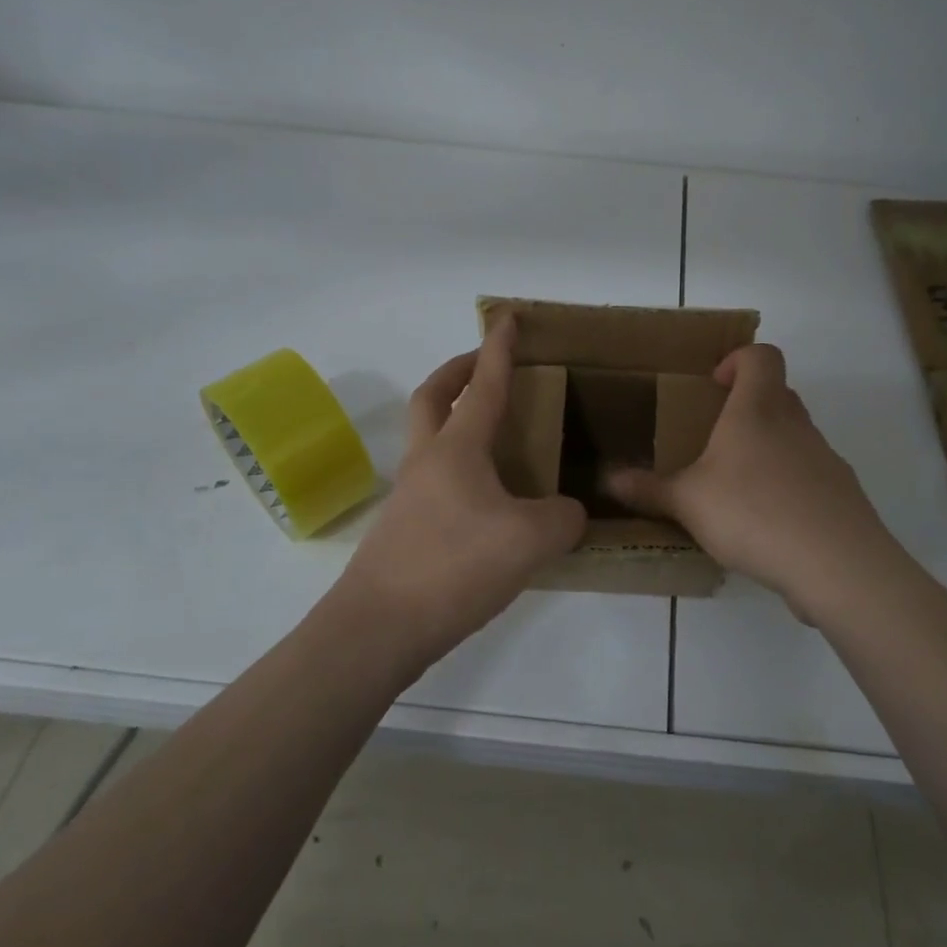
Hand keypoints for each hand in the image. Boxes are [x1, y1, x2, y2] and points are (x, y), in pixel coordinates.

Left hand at [337, 316, 586, 667]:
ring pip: (430, 439)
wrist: (378, 628)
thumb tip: (568, 513)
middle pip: (433, 397)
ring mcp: (409, 496)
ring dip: (455, 421)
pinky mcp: (405, 530)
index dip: (498, 349)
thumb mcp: (530, 540)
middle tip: (484, 366)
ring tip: (499, 439)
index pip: (483, 385)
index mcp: (456, 449)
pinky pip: (436, 479)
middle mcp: (427, 462)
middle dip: (458, 372)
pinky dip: (460, 469)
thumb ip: (563, 518)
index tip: (506, 318)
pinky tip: (489, 501)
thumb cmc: (453, 567)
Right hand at [605, 345, 897, 619]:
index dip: (738, 359)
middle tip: (717, 440)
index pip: (761, 356)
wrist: (836, 563)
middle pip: (779, 394)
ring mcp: (825, 458)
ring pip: (796, 436)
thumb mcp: (688, 502)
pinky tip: (769, 526)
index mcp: (758, 410)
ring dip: (769, 450)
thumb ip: (649, 489)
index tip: (715, 385)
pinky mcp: (843, 494)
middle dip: (748, 408)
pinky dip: (790, 488)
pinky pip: (811, 476)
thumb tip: (609, 480)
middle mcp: (796, 424)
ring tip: (738, 490)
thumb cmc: (753, 512)